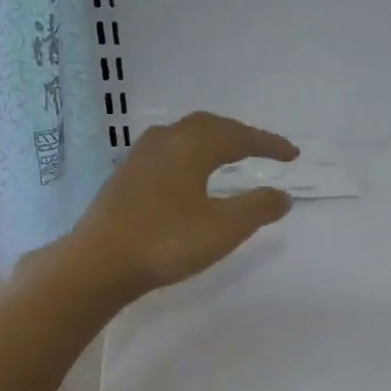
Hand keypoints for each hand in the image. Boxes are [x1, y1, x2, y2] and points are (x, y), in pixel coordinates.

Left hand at [64, 111, 298, 298]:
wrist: (98, 263)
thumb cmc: (165, 243)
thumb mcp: (222, 229)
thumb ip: (257, 208)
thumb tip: (283, 195)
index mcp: (190, 146)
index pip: (238, 136)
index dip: (268, 144)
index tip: (293, 155)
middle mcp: (164, 140)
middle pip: (209, 126)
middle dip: (240, 135)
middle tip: (263, 150)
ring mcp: (140, 156)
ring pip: (185, 136)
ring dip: (213, 141)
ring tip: (231, 156)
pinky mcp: (126, 176)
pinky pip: (169, 151)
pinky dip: (192, 155)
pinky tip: (191, 175)